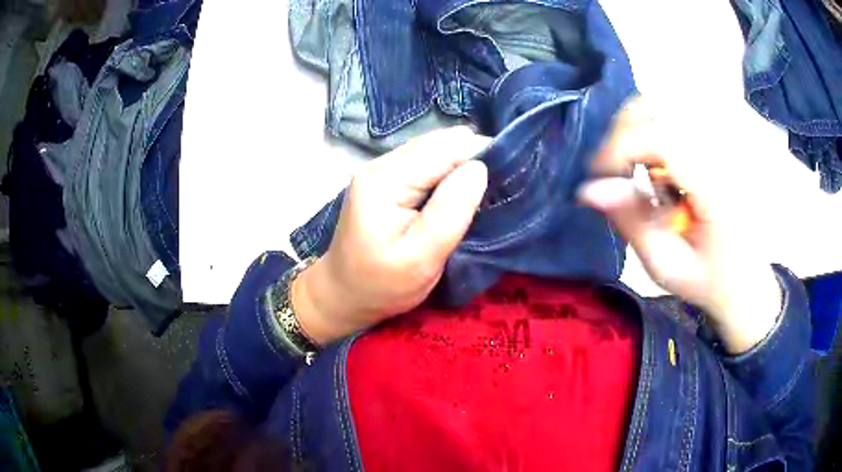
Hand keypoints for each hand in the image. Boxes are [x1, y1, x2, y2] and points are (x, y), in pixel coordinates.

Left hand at [293, 127, 489, 344]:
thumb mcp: (421, 259)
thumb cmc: (381, 285)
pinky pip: (426, 163)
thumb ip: (451, 211)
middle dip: (472, 160)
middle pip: (440, 143)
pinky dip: (447, 173)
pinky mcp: (386, 179)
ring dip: (461, 167)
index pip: (445, 149)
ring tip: (478, 196)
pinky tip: (456, 195)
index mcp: (385, 180)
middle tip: (493, 193)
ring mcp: (382, 169)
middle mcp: (381, 164)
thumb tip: (480, 168)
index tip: (508, 178)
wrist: (341, 294)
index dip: (481, 156)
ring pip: (435, 150)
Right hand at [579, 97, 780, 353]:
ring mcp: (727, 136)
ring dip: (638, 124)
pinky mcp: (724, 133)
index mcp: (718, 187)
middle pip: (660, 108)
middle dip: (623, 133)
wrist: (748, 277)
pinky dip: (657, 119)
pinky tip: (656, 150)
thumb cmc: (710, 279)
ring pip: (667, 100)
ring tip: (633, 160)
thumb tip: (589, 189)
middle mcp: (725, 150)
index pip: (662, 139)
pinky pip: (680, 107)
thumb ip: (632, 223)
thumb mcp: (667, 266)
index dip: (620, 148)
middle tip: (613, 169)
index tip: (598, 176)